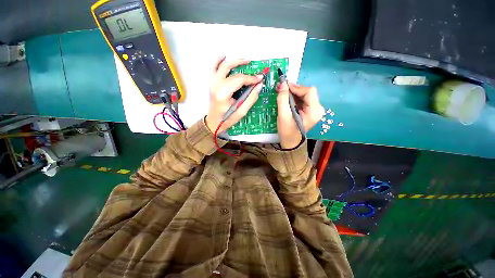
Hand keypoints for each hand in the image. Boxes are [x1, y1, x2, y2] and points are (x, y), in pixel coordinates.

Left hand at [205, 56, 263, 132]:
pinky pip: (213, 67)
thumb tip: (259, 86)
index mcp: (223, 93)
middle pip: (232, 70)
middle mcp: (216, 85)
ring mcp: (212, 82)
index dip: (251, 78)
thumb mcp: (241, 112)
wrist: (213, 121)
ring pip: (222, 65)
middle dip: (245, 68)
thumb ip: (251, 98)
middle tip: (255, 69)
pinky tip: (224, 56)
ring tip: (245, 60)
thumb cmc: (227, 119)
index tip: (260, 79)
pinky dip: (218, 60)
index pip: (239, 80)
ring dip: (234, 60)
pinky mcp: (211, 82)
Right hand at [276, 82, 324, 148]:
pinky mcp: (310, 111)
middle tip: (282, 90)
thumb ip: (283, 99)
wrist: (290, 142)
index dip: (296, 87)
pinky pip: (303, 100)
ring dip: (294, 93)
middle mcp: (318, 109)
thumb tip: (283, 83)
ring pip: (305, 95)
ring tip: (283, 94)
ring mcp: (315, 110)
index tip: (284, 87)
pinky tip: (287, 100)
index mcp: (314, 111)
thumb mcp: (283, 115)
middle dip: (294, 90)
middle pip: (307, 92)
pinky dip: (295, 98)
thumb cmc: (287, 131)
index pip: (309, 91)